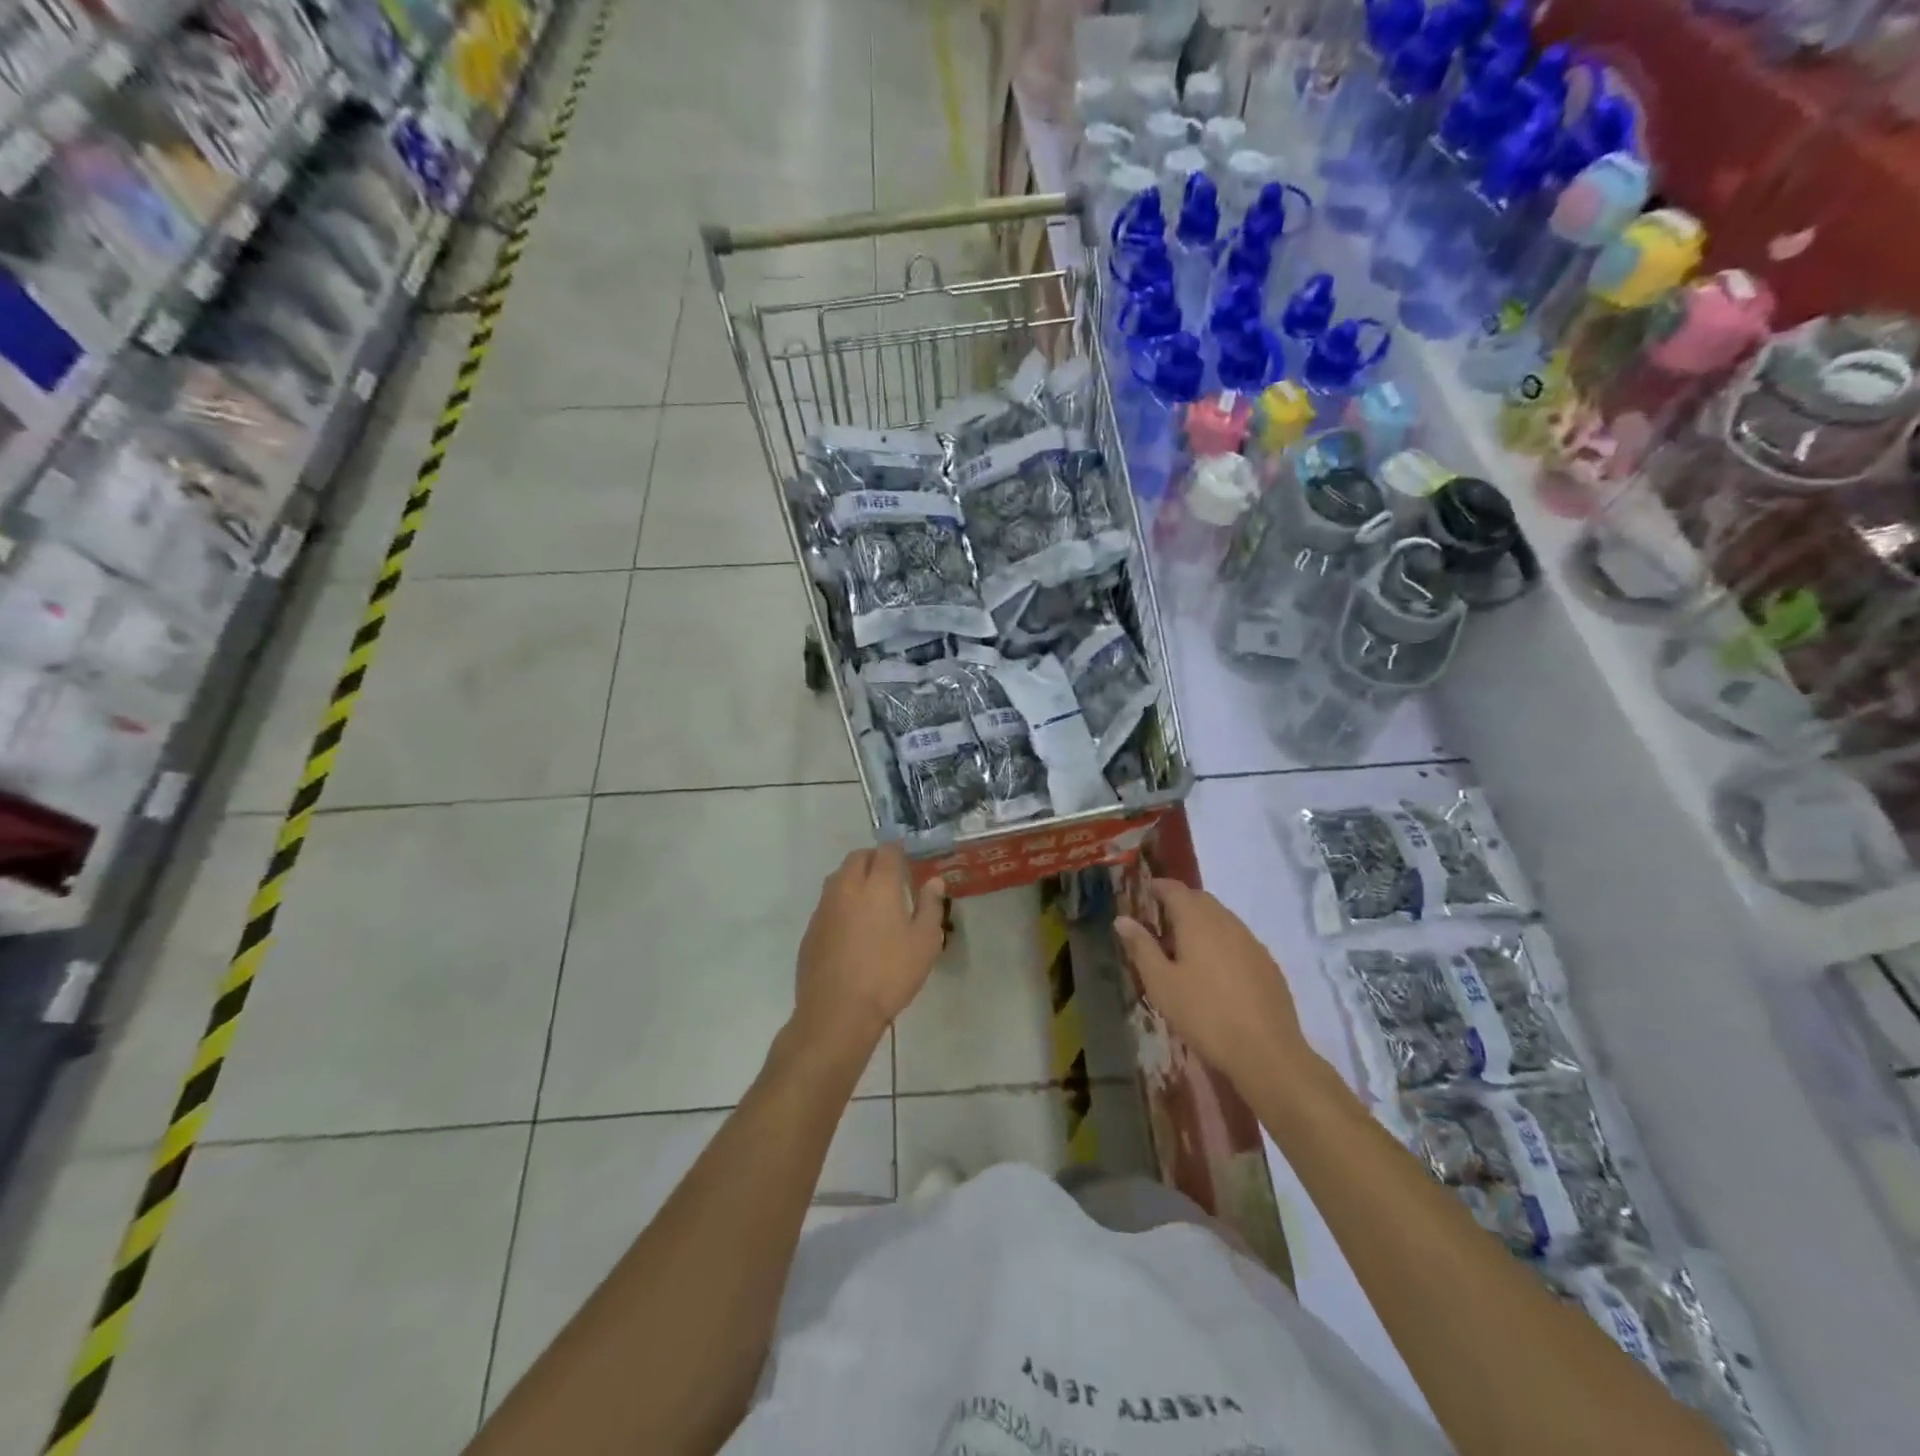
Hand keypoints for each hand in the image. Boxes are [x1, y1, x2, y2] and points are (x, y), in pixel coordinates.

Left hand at [794, 844, 946, 1052]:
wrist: (837, 1012)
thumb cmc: (889, 974)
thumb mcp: (925, 943)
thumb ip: (930, 906)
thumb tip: (934, 881)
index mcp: (879, 885)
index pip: (886, 851)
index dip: (897, 851)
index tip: (906, 861)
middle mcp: (847, 887)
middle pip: (858, 857)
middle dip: (874, 860)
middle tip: (890, 877)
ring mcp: (825, 907)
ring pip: (838, 877)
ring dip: (854, 878)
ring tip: (870, 900)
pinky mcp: (811, 928)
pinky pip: (828, 903)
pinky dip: (841, 903)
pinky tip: (851, 928)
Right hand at [1114, 879, 1307, 1091]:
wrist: (1266, 1053)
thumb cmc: (1204, 1015)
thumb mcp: (1161, 984)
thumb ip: (1141, 947)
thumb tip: (1122, 919)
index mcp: (1197, 921)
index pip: (1175, 889)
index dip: (1158, 887)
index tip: (1145, 894)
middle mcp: (1227, 922)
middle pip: (1201, 900)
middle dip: (1180, 904)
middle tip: (1161, 925)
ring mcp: (1252, 942)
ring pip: (1222, 919)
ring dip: (1202, 923)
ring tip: (1186, 951)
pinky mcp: (1268, 964)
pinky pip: (1239, 940)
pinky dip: (1222, 943)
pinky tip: (1216, 973)